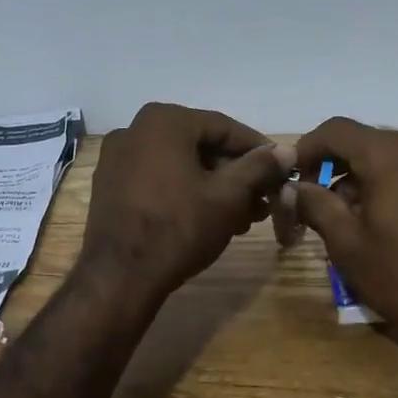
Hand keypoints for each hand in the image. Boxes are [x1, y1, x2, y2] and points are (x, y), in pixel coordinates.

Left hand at [79, 103, 295, 301]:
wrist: (119, 277)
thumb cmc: (179, 228)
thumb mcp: (228, 196)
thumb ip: (259, 167)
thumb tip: (287, 150)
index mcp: (164, 121)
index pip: (225, 128)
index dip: (258, 150)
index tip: (281, 171)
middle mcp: (135, 129)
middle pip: (201, 145)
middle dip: (236, 174)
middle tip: (263, 200)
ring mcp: (118, 158)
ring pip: (180, 164)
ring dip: (214, 186)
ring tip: (243, 217)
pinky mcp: (110, 186)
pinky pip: (158, 178)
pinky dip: (186, 192)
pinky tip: (209, 218)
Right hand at [294, 117, 397, 381]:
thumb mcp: (346, 242)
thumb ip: (315, 204)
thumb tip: (294, 187)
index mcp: (390, 154)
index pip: (336, 130)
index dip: (307, 148)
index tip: (292, 176)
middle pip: (363, 140)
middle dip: (334, 164)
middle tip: (314, 199)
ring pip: (388, 154)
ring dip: (360, 175)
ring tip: (346, 215)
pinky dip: (388, 181)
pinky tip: (378, 217)